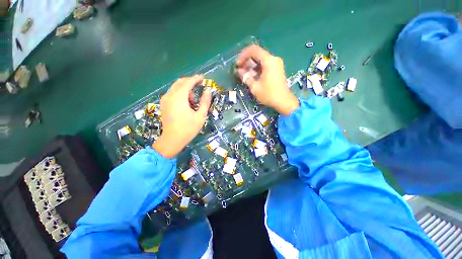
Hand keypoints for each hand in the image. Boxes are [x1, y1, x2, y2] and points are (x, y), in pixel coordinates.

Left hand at [152, 75, 211, 157]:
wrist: (172, 140)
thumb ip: (205, 102)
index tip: (203, 77)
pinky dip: (180, 93)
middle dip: (190, 82)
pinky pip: (173, 93)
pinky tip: (186, 103)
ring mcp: (165, 99)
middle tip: (200, 85)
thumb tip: (208, 91)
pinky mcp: (164, 104)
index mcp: (179, 98)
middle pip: (180, 82)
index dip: (196, 79)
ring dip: (186, 89)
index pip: (188, 83)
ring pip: (176, 87)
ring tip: (194, 100)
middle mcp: (170, 95)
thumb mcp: (200, 116)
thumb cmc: (188, 129)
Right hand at [236, 45, 298, 115]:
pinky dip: (257, 69)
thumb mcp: (255, 87)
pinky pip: (265, 65)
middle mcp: (273, 59)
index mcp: (269, 61)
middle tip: (240, 70)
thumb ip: (246, 77)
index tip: (238, 64)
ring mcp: (276, 64)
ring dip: (251, 66)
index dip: (243, 55)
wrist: (283, 102)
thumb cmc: (269, 94)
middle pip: (257, 54)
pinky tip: (252, 76)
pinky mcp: (276, 69)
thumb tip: (239, 71)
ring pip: (260, 60)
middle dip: (247, 61)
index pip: (253, 50)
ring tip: (245, 74)